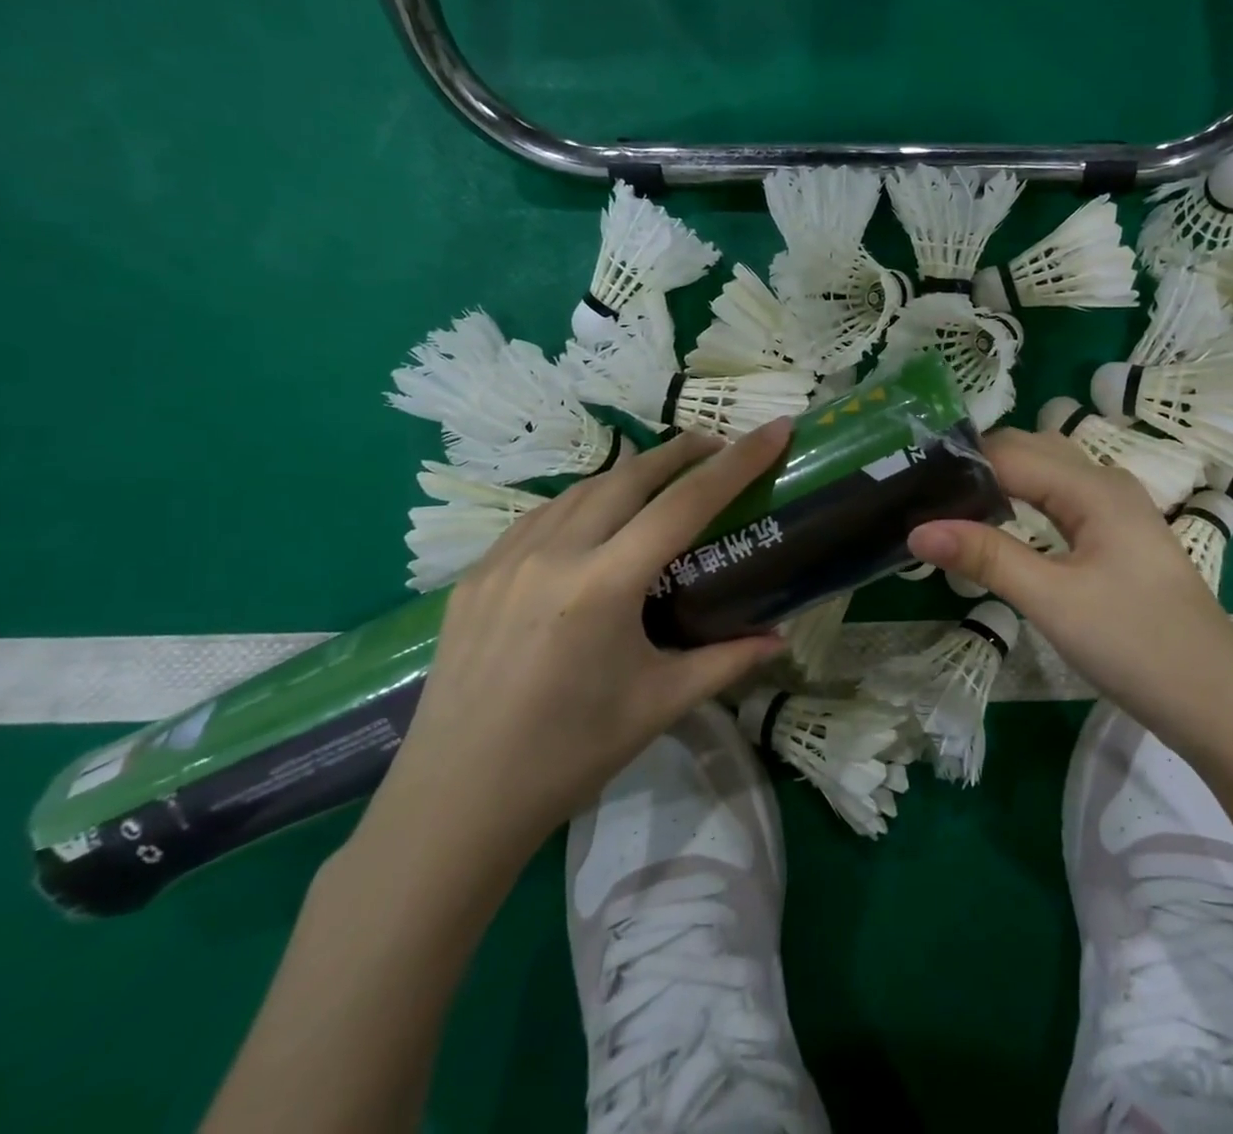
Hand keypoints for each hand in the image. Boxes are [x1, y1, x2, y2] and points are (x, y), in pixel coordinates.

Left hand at [359, 423, 791, 877]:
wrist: (453, 805)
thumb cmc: (568, 756)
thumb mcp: (659, 705)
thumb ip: (726, 661)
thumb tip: (779, 638)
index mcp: (604, 586)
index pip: (686, 503)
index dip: (737, 461)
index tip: (775, 428)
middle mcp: (553, 555)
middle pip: (629, 476)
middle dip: (681, 452)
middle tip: (718, 445)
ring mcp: (505, 560)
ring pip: (580, 489)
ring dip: (629, 473)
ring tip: (662, 477)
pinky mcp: (475, 576)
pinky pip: (539, 517)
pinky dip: (581, 501)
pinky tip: (594, 518)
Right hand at [907, 428, 1232, 742]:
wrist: (1220, 704)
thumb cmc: (1137, 646)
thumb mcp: (1053, 601)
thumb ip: (987, 557)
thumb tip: (918, 529)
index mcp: (1093, 487)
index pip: (1009, 452)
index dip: (959, 464)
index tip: (909, 485)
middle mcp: (1106, 483)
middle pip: (1029, 451)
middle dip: (976, 466)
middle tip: (923, 497)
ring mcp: (1117, 510)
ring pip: (1047, 474)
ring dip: (1000, 482)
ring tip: (950, 508)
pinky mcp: (1118, 538)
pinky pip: (1061, 501)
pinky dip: (1024, 503)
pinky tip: (1002, 527)